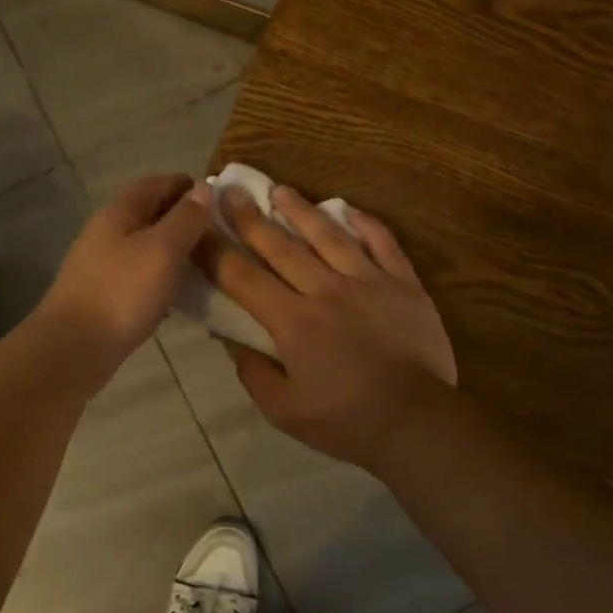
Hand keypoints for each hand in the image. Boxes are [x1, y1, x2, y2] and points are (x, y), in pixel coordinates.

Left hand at [35, 174, 214, 368]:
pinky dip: (162, 277)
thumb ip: (186, 218)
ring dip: (174, 250)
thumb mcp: (162, 249)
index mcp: (119, 212)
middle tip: (219, 233)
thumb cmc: (121, 292)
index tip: (217, 196)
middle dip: (183, 218)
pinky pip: (140, 275)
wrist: (73, 348)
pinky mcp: (105, 295)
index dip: (186, 185)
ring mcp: (103, 265)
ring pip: (145, 247)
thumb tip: (204, 188)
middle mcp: (108, 233)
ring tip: (207, 262)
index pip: (155, 184)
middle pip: (149, 214)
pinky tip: (180, 294)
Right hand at [199, 186, 455, 472]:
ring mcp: (368, 282)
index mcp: (293, 321)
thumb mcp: (284, 410)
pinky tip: (348, 208)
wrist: (418, 422)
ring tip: (280, 189)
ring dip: (300, 211)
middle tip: (229, 190)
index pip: (242, 278)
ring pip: (328, 236)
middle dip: (249, 217)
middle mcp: (325, 290)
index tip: (195, 228)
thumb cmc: (346, 421)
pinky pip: (383, 243)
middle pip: (280, 246)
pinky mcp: (404, 284)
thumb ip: (253, 372)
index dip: (214, 251)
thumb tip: (231, 339)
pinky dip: (366, 223)